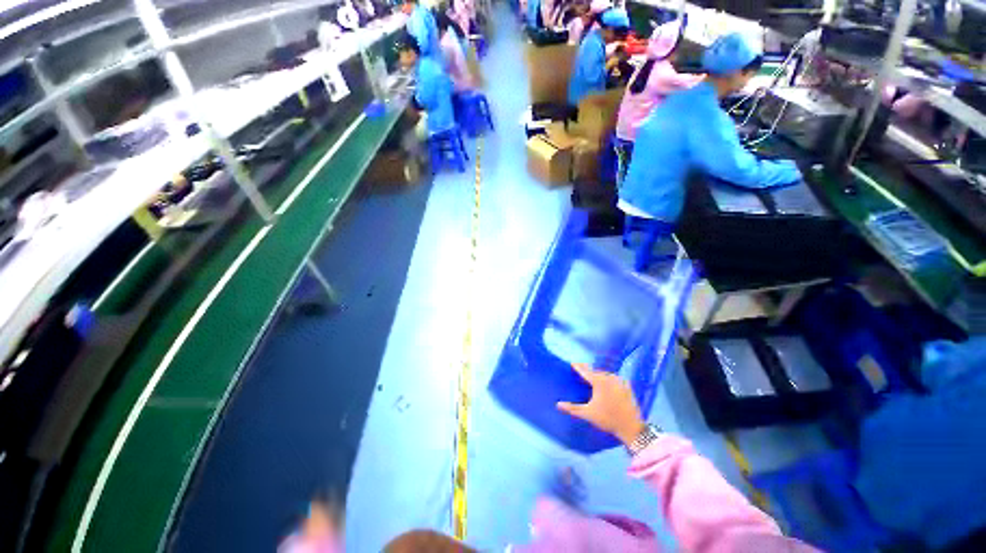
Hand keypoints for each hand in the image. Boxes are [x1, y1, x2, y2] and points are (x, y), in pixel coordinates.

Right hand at [557, 363, 646, 446]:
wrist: (631, 427)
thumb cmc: (608, 419)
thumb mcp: (588, 414)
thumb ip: (572, 408)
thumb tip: (558, 404)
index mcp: (599, 381)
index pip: (585, 371)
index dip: (578, 367)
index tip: (573, 364)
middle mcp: (609, 377)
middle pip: (595, 371)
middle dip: (588, 371)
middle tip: (582, 372)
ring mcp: (619, 380)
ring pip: (605, 374)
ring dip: (598, 375)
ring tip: (593, 378)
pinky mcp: (627, 385)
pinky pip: (614, 378)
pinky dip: (609, 379)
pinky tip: (607, 384)